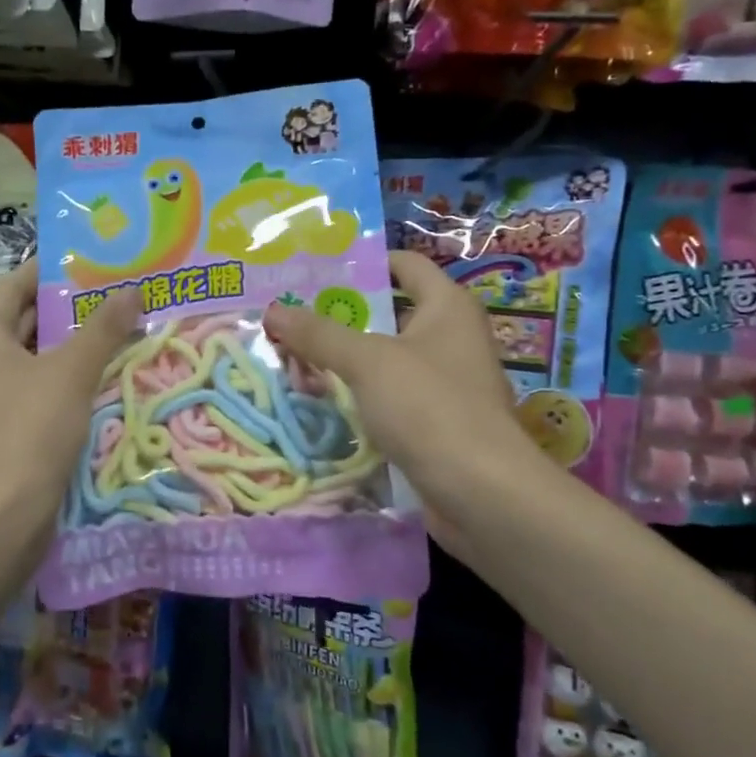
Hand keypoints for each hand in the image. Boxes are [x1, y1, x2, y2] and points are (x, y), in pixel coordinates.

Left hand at [0, 257, 141, 543]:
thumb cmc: (29, 430)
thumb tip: (133, 290)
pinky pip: (40, 389)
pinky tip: (107, 377)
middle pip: (25, 320)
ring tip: (122, 329)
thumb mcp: (71, 372)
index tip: (91, 260)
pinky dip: (69, 379)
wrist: (1, 517)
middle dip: (70, 308)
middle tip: (117, 294)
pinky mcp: (7, 429)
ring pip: (37, 358)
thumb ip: (103, 328)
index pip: (13, 285)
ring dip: (74, 345)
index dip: (49, 270)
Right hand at [263, 252, 553, 530]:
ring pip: (386, 357)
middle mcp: (451, 336)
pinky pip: (390, 394)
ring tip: (294, 357)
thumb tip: (273, 312)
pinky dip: (360, 393)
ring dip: (345, 358)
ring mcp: (445, 381)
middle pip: (389, 312)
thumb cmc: (430, 407)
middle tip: (290, 316)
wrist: (482, 492)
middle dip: (340, 316)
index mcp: (447, 306)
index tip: (314, 271)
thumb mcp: (367, 362)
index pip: (404, 264)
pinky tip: (322, 400)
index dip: (362, 263)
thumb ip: (319, 335)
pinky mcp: (436, 420)